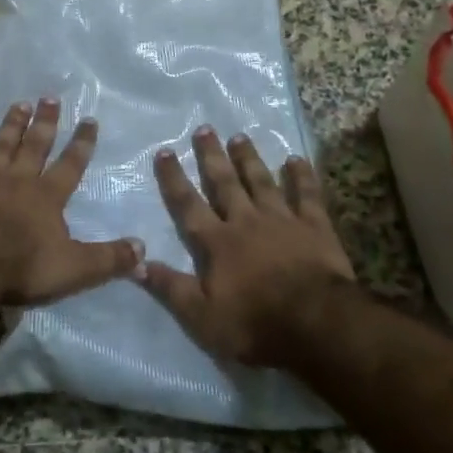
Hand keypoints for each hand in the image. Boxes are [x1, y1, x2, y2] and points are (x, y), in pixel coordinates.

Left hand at [0, 99, 140, 304]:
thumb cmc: (22, 266)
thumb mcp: (75, 268)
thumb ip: (109, 259)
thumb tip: (143, 250)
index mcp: (47, 197)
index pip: (70, 165)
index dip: (81, 143)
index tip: (89, 120)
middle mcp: (16, 180)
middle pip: (34, 146)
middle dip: (44, 123)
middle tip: (50, 98)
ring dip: (9, 125)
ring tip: (19, 104)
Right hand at [142, 127, 354, 366]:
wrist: (317, 324)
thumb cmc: (255, 324)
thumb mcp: (202, 317)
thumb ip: (170, 287)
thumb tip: (135, 261)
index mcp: (217, 243)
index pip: (188, 205)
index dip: (174, 178)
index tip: (165, 151)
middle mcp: (246, 221)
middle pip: (225, 183)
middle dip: (212, 156)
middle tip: (204, 129)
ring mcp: (282, 220)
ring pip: (261, 181)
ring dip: (249, 159)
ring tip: (240, 137)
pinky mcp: (315, 226)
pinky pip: (307, 194)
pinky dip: (301, 176)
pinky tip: (296, 159)